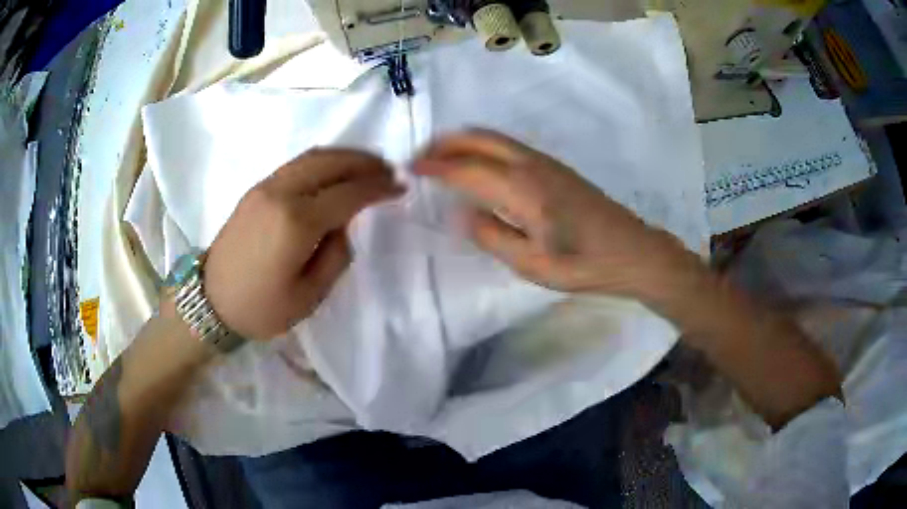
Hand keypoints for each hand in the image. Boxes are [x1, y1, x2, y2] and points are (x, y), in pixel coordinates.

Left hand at [204, 149, 402, 339]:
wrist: (211, 302)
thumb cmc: (261, 308)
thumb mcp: (309, 295)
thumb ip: (336, 254)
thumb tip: (343, 224)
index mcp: (296, 222)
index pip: (348, 193)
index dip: (378, 187)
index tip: (401, 187)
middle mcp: (281, 193)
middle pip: (331, 162)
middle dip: (365, 162)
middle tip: (388, 170)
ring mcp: (265, 186)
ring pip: (313, 156)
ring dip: (344, 156)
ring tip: (367, 166)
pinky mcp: (256, 189)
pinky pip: (297, 164)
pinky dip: (323, 161)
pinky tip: (334, 172)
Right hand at [414, 129, 698, 297]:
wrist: (632, 251)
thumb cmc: (583, 265)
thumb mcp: (532, 264)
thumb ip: (492, 236)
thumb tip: (462, 212)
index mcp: (522, 189)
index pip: (466, 168)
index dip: (435, 166)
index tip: (410, 168)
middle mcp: (531, 165)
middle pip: (479, 138)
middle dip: (445, 142)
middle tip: (421, 158)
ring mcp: (545, 162)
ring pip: (495, 137)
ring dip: (463, 141)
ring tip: (441, 158)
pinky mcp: (555, 167)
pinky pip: (508, 145)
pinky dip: (483, 146)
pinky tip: (478, 165)